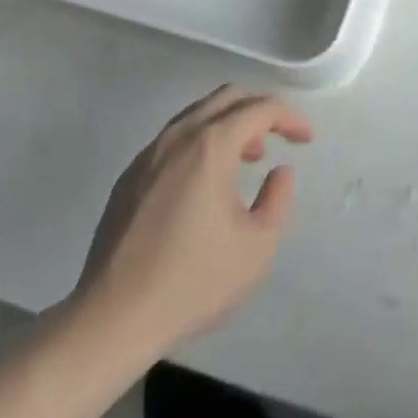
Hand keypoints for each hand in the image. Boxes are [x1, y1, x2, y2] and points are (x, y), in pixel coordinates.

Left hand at [70, 85, 312, 361]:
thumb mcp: (257, 247)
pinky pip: (173, 138)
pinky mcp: (128, 177)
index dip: (289, 118)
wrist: (111, 320)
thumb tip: (278, 172)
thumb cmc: (192, 282)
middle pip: (227, 97)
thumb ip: (278, 200)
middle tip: (279, 135)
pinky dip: (201, 141)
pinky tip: (205, 180)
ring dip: (229, 123)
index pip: (260, 109)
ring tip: (246, 157)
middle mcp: (178, 136)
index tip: (306, 139)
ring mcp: (148, 155)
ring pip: (197, 114)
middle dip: (260, 108)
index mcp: (210, 145)